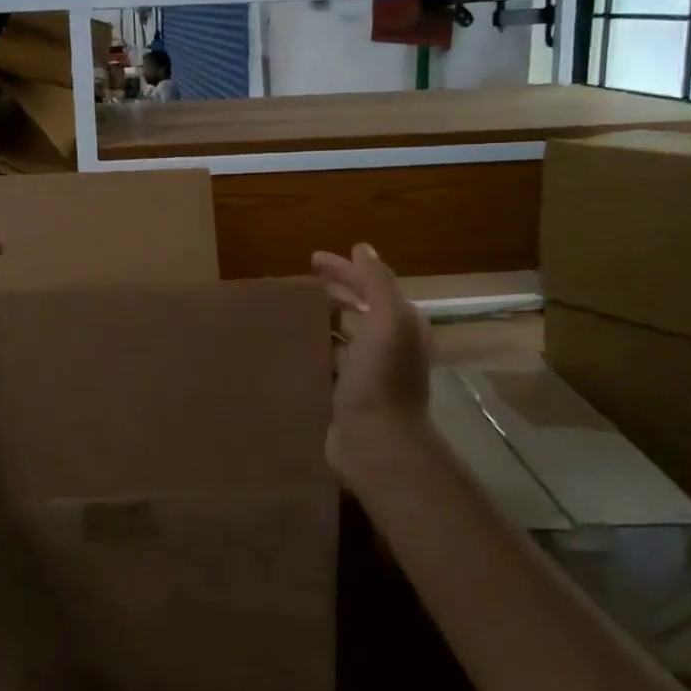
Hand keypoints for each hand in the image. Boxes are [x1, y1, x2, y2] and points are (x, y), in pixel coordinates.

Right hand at [311, 244, 433, 483]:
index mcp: (401, 325)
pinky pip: (327, 360)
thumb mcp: (389, 320)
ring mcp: (367, 371)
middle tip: (297, 284)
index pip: (371, 285)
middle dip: (331, 293)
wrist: (377, 442)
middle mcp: (388, 345)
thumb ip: (377, 281)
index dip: (345, 269)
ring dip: (319, 320)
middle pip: (356, 309)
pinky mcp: (346, 392)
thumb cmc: (383, 377)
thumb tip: (363, 248)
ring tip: (288, 310)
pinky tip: (291, 343)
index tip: (312, 259)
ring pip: (340, 335)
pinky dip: (312, 347)